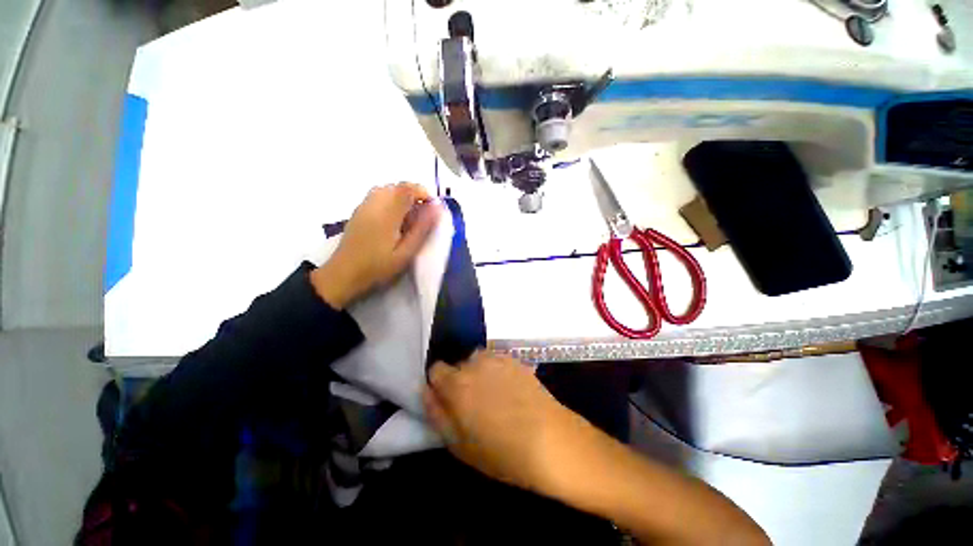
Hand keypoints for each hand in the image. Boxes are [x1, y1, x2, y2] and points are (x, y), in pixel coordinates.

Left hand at [312, 182, 439, 308]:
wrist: (343, 274)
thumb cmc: (378, 267)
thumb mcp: (406, 253)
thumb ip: (422, 229)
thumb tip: (437, 208)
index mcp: (387, 213)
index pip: (407, 189)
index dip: (424, 193)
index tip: (433, 208)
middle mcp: (374, 203)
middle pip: (397, 187)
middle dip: (415, 195)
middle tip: (423, 216)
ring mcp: (364, 206)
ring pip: (387, 189)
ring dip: (403, 198)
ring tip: (410, 218)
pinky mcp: (358, 211)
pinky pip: (378, 196)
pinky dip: (391, 201)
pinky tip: (394, 221)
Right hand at [424, 351, 584, 493]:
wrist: (550, 440)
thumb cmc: (501, 451)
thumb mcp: (458, 444)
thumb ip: (436, 413)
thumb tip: (425, 390)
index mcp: (457, 384)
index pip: (436, 369)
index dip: (439, 385)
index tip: (449, 401)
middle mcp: (475, 364)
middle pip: (458, 365)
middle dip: (461, 380)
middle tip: (475, 405)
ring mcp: (498, 359)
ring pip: (478, 361)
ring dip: (479, 373)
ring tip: (494, 396)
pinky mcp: (516, 361)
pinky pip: (497, 361)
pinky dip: (497, 372)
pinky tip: (511, 391)